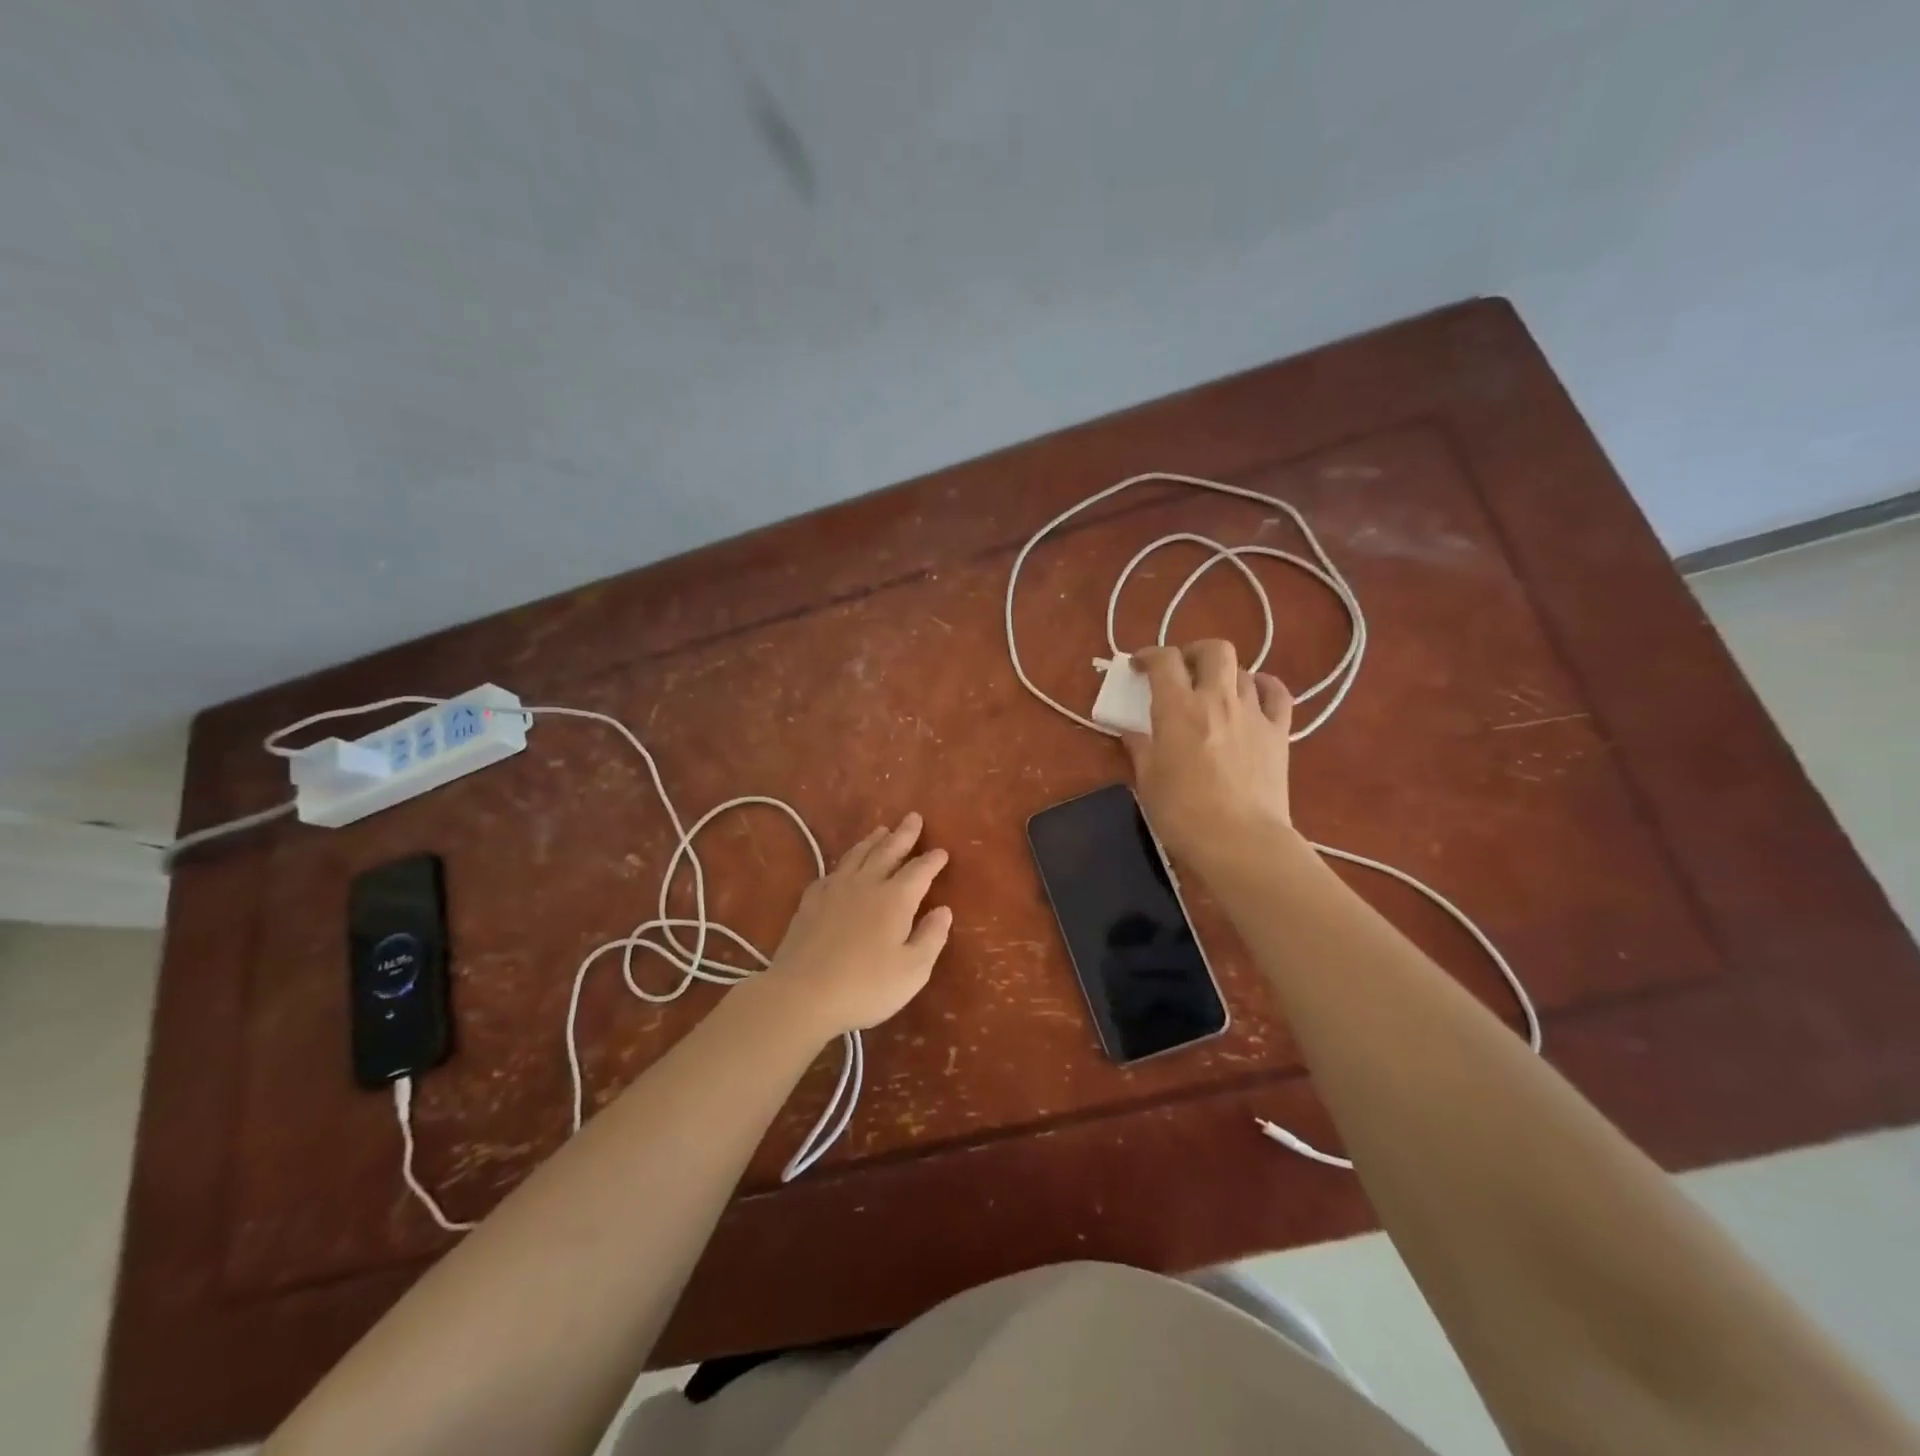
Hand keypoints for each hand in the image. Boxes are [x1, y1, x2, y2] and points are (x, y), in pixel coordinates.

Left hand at [759, 812, 951, 1039]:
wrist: (802, 994)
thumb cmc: (866, 986)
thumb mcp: (913, 970)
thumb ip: (931, 937)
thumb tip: (943, 910)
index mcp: (895, 899)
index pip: (919, 871)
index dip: (932, 860)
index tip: (941, 851)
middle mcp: (866, 885)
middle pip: (887, 852)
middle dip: (903, 835)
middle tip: (913, 818)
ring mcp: (834, 890)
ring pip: (857, 856)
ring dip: (872, 841)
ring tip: (881, 830)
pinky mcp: (810, 902)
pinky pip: (831, 873)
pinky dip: (843, 864)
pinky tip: (842, 867)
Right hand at [1122, 642, 1295, 867]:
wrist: (1240, 841)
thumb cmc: (1183, 812)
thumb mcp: (1148, 780)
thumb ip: (1140, 748)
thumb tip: (1133, 733)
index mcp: (1178, 708)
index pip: (1163, 661)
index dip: (1148, 656)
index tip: (1139, 667)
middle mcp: (1217, 699)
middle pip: (1214, 650)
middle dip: (1194, 652)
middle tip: (1182, 671)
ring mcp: (1253, 713)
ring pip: (1243, 671)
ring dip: (1224, 676)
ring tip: (1214, 694)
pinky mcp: (1279, 732)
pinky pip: (1277, 693)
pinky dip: (1264, 686)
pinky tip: (1254, 696)